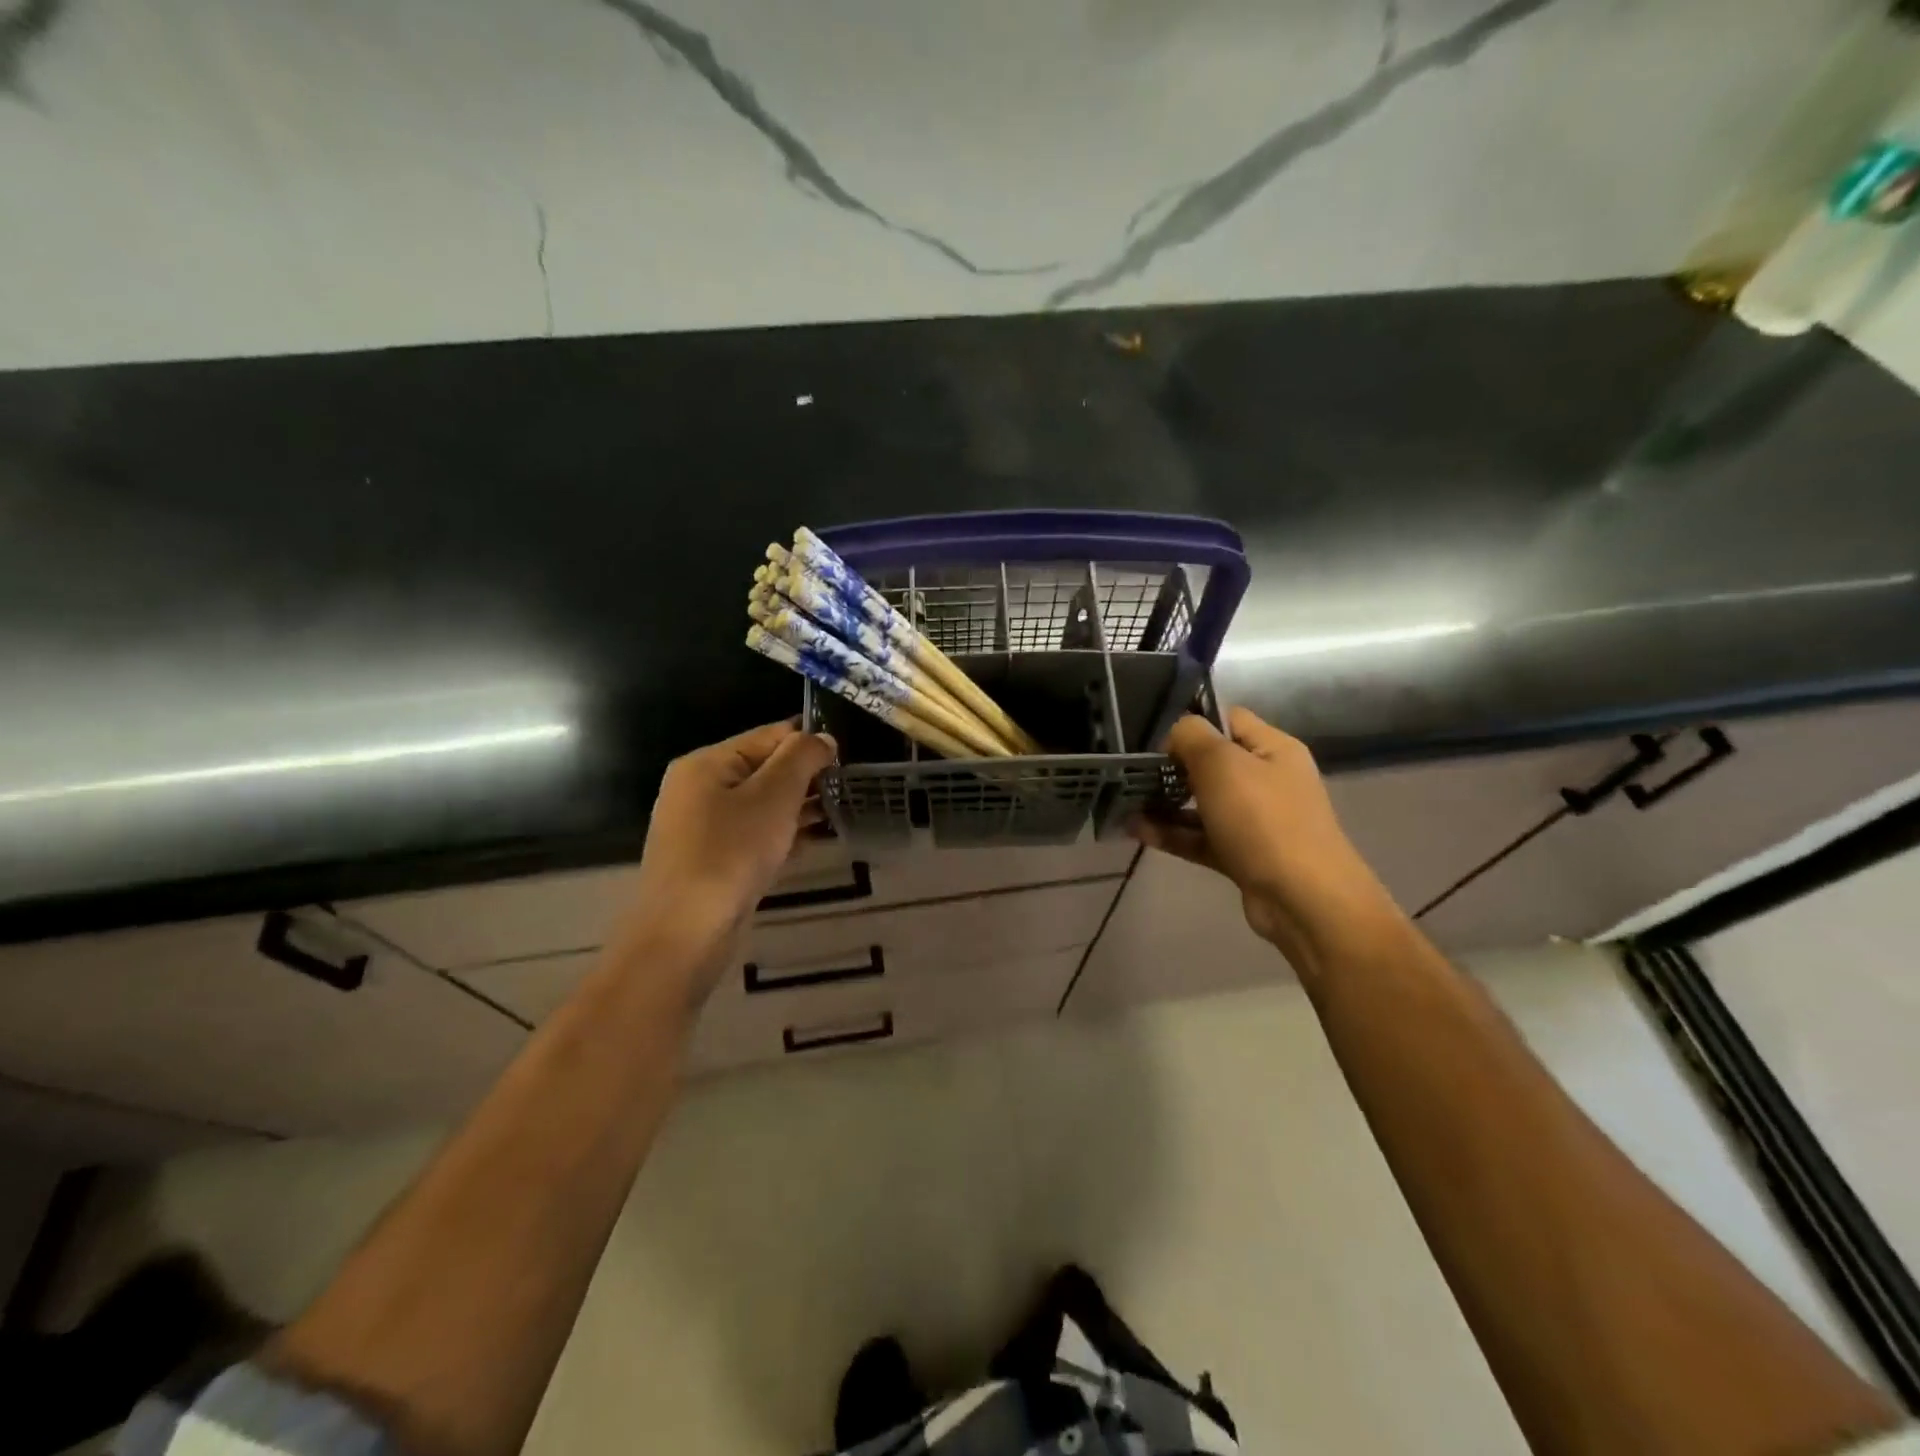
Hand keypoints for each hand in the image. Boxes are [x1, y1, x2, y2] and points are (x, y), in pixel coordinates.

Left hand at [619, 719, 836, 1000]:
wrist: (685, 933)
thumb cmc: (730, 853)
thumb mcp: (773, 795)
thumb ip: (801, 758)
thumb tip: (822, 737)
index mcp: (707, 762)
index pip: (768, 735)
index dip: (808, 743)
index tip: (846, 760)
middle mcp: (699, 789)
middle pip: (764, 769)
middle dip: (806, 778)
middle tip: (847, 790)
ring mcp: (703, 827)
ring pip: (761, 805)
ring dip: (798, 808)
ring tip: (838, 814)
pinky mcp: (712, 861)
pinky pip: (754, 836)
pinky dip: (782, 835)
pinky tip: (812, 844)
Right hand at [1134, 707, 1404, 978]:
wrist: (1303, 899)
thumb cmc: (1263, 820)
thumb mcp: (1222, 763)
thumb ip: (1191, 736)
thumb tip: (1176, 735)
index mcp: (1273, 749)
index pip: (1229, 720)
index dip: (1193, 726)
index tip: (1159, 742)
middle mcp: (1268, 780)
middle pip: (1213, 763)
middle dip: (1173, 766)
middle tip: (1136, 773)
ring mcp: (1256, 821)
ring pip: (1203, 803)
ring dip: (1166, 802)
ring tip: (1126, 802)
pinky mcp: (1242, 855)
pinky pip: (1200, 837)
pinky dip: (1171, 833)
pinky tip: (1136, 830)